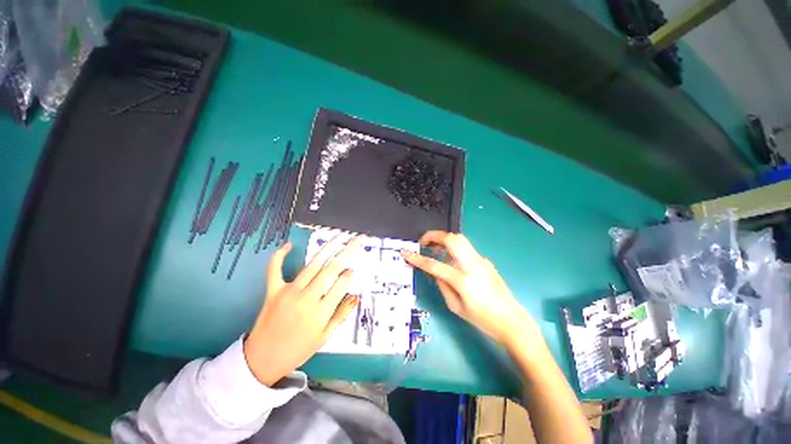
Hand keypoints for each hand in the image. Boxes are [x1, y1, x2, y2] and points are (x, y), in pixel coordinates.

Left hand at [243, 236, 361, 385]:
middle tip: (357, 238)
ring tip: (339, 235)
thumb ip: (342, 314)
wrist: (261, 361)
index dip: (350, 274)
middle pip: (331, 269)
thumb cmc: (297, 350)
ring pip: (313, 265)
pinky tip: (289, 245)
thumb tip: (355, 295)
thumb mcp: (325, 337)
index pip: (341, 285)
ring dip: (328, 248)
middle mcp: (307, 298)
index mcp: (321, 313)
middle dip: (347, 251)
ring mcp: (288, 292)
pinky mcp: (273, 291)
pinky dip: (280, 256)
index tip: (355, 268)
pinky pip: (275, 269)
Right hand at [401, 231, 533, 344]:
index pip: (434, 265)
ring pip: (459, 239)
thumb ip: (442, 285)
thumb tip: (434, 271)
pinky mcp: (485, 260)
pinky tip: (450, 259)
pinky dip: (453, 247)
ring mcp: (481, 260)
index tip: (405, 252)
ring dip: (444, 239)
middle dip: (434, 236)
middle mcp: (472, 265)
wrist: (511, 320)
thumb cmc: (482, 319)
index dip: (417, 258)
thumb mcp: (456, 306)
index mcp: (463, 280)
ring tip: (434, 248)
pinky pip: (465, 248)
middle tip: (423, 242)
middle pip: (451, 239)